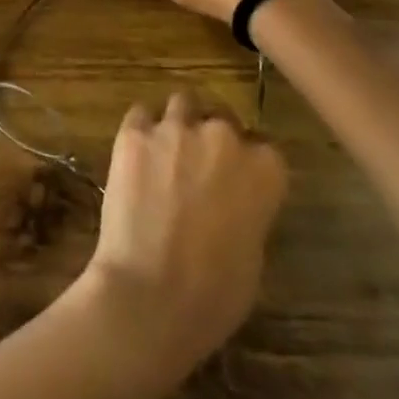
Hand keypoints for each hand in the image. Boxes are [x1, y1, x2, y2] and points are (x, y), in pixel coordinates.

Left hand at [71, 94, 287, 393]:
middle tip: (197, 165)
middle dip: (212, 137)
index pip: (263, 148)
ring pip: (182, 104)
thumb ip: (249, 209)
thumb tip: (233, 200)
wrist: (151, 292)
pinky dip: (141, 129)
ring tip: (166, 151)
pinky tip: (136, 153)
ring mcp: (175, 130)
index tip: (235, 181)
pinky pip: (140, 114)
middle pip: (221, 119)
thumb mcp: (253, 252)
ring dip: (178, 123)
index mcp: (265, 170)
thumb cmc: (214, 293)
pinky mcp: (133, 133)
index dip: (247, 164)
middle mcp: (223, 137)